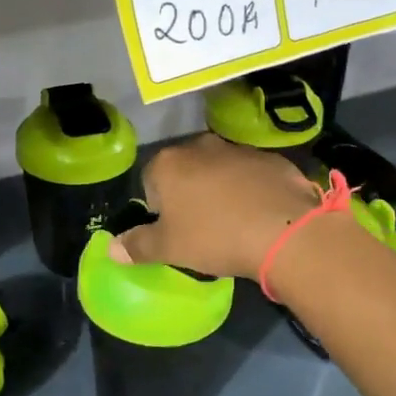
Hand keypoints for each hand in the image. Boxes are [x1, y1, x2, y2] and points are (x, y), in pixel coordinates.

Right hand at [114, 133, 321, 278]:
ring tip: (233, 222)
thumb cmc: (214, 237)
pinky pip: (251, 174)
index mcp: (168, 163)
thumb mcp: (169, 249)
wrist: (284, 230)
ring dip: (220, 189)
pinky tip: (259, 215)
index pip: (149, 182)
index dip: (158, 209)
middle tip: (200, 227)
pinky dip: (250, 189)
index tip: (173, 230)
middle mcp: (200, 146)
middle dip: (188, 194)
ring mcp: (238, 149)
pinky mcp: (270, 158)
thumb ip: (137, 246)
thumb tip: (111, 249)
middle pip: (184, 171)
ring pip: (218, 170)